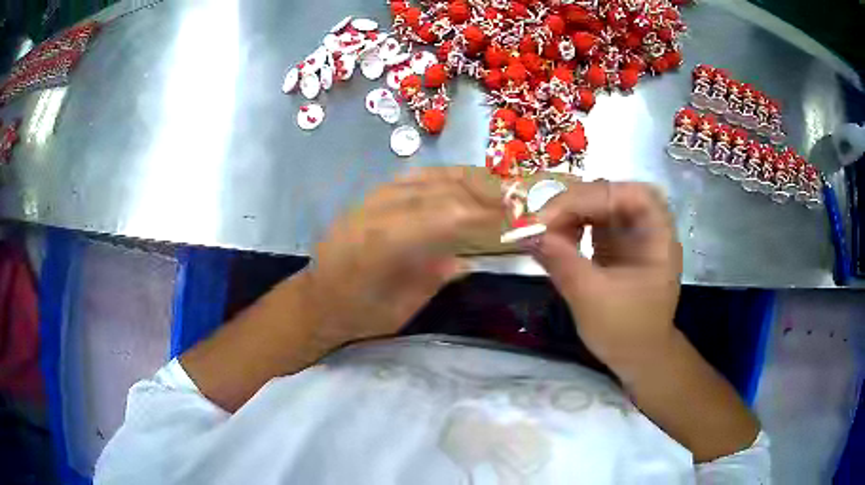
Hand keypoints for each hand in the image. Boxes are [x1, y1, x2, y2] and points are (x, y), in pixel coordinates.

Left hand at [305, 167, 505, 346]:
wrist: (317, 299)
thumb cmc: (359, 313)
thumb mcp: (403, 306)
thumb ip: (437, 276)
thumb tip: (470, 257)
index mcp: (386, 242)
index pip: (448, 215)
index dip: (487, 216)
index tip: (515, 223)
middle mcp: (380, 210)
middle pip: (443, 189)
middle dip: (484, 194)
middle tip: (514, 206)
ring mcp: (374, 197)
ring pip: (431, 176)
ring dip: (467, 181)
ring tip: (496, 192)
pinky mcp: (372, 194)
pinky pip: (415, 176)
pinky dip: (444, 177)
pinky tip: (462, 186)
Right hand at [529, 181, 682, 376]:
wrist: (638, 357)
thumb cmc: (625, 331)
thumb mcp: (591, 299)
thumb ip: (561, 262)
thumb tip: (526, 233)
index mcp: (657, 237)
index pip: (630, 195)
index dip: (591, 196)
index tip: (551, 218)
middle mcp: (646, 227)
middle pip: (612, 194)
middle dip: (575, 204)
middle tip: (541, 222)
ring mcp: (630, 235)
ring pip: (599, 205)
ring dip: (569, 214)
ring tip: (544, 232)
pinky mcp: (615, 245)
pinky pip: (592, 224)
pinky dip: (570, 227)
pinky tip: (554, 241)